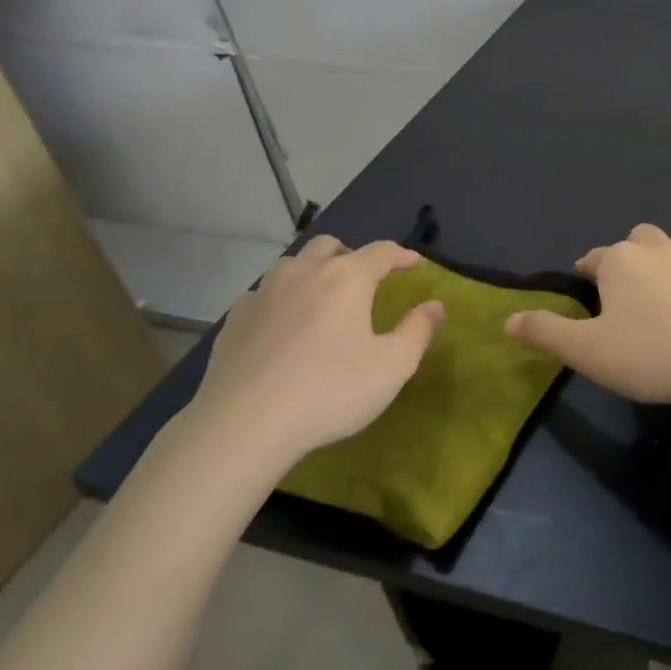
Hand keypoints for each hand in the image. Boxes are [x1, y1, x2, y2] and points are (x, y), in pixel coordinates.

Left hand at [181, 236, 442, 476]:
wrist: (243, 424)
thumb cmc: (330, 391)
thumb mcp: (391, 366)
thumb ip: (417, 330)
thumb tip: (435, 305)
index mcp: (347, 278)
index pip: (381, 252)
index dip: (402, 255)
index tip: (414, 264)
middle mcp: (304, 272)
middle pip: (330, 245)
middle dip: (352, 255)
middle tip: (365, 280)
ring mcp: (264, 292)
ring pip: (293, 264)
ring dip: (313, 271)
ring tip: (323, 298)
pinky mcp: (235, 318)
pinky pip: (265, 293)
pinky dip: (282, 298)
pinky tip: (284, 326)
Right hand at [504, 224, 670, 408]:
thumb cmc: (650, 353)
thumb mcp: (587, 351)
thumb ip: (546, 333)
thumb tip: (508, 320)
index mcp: (619, 260)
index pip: (592, 259)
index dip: (584, 276)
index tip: (584, 299)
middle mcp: (656, 249)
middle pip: (634, 241)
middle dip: (624, 260)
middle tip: (621, 296)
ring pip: (669, 251)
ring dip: (658, 266)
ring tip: (655, 303)